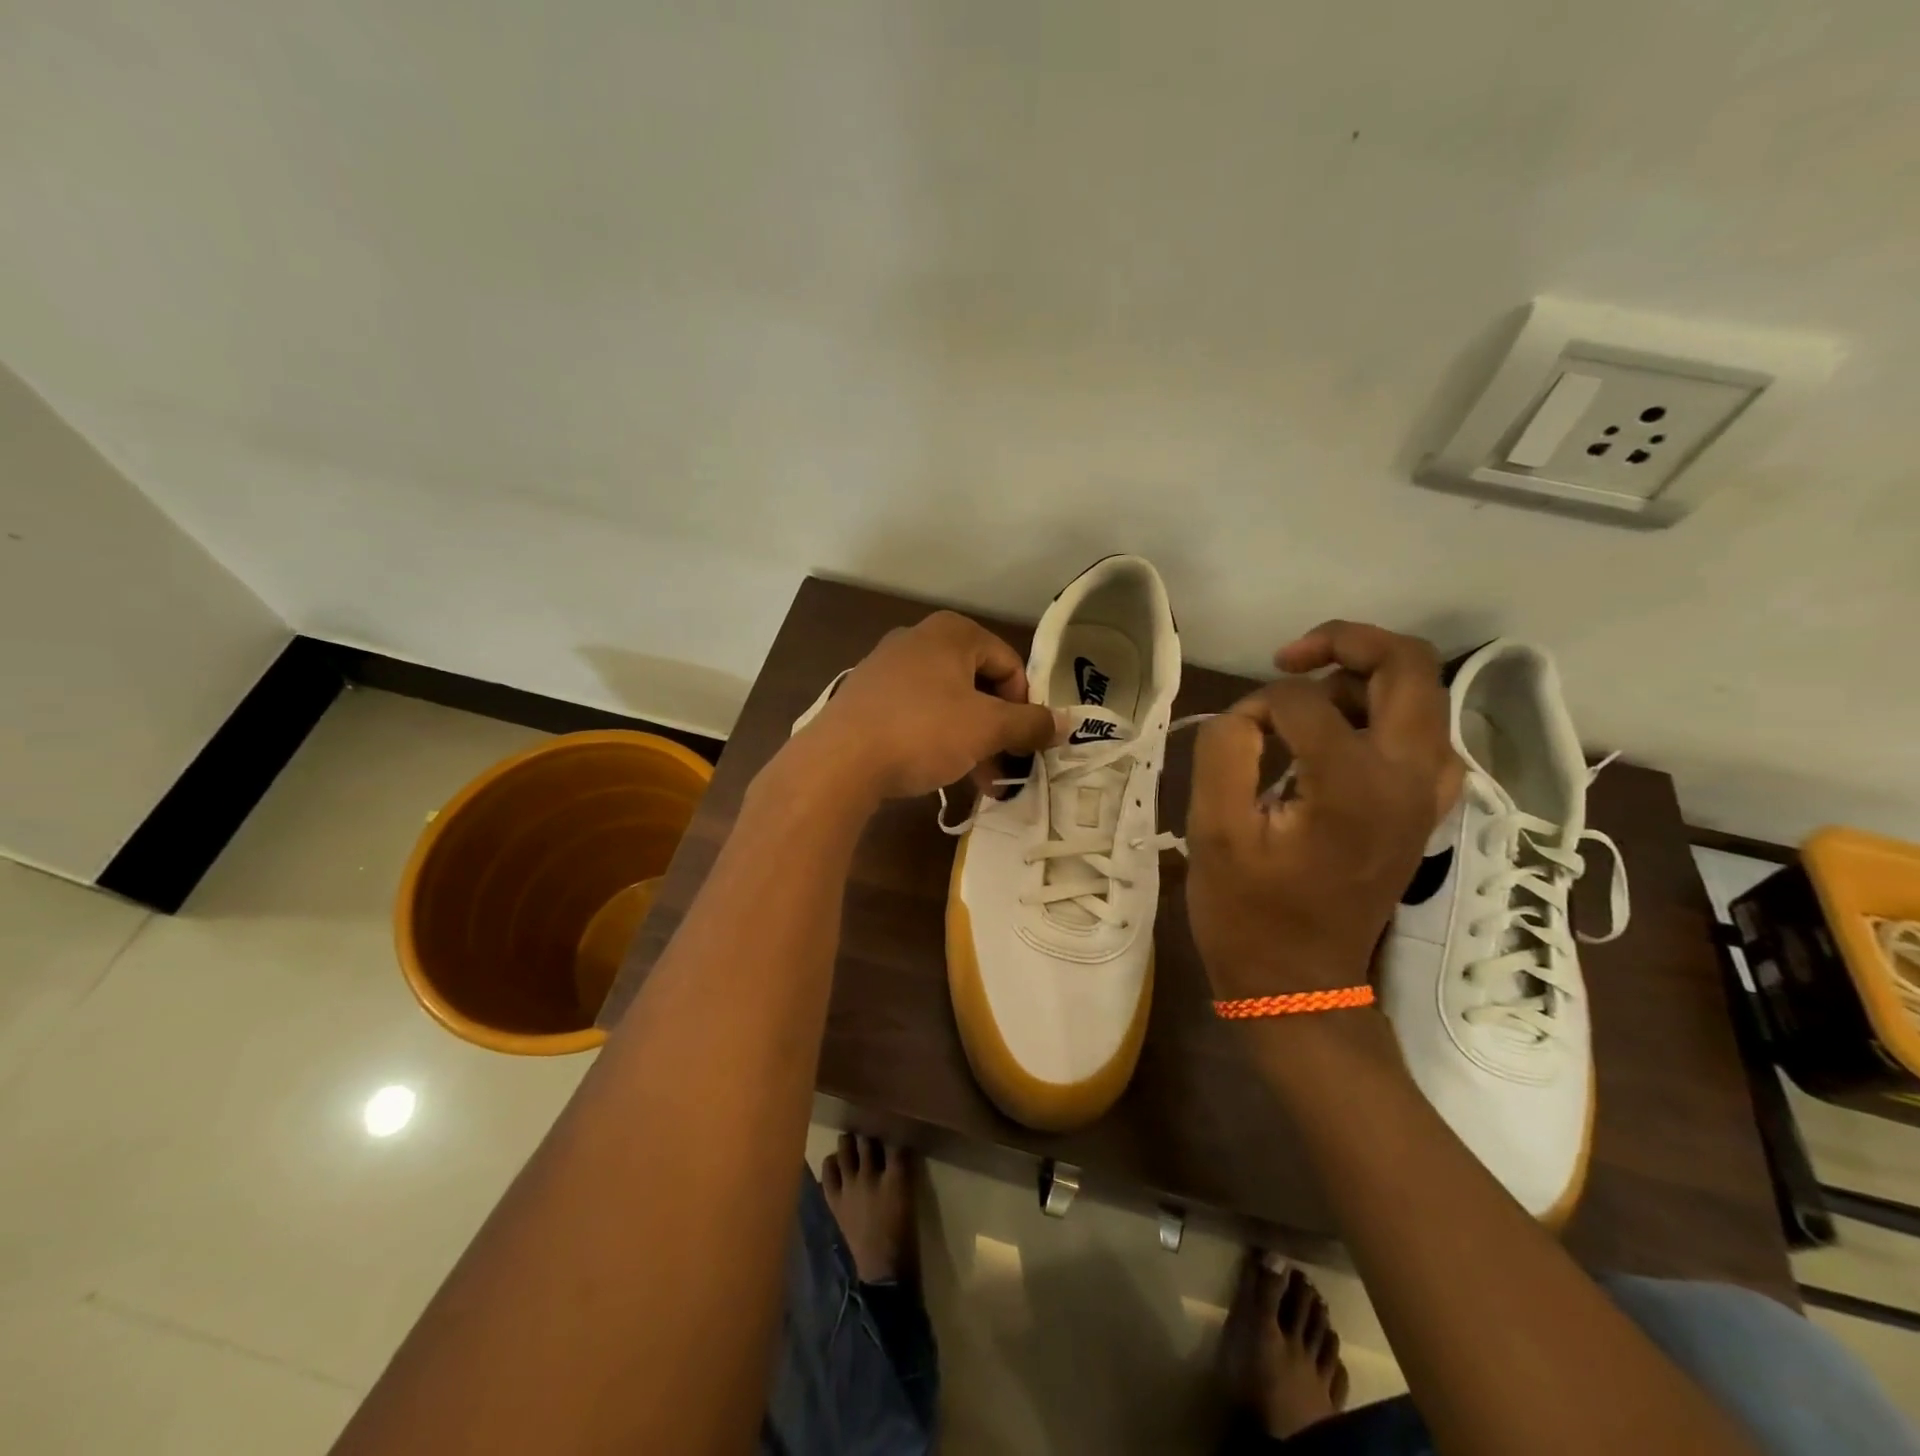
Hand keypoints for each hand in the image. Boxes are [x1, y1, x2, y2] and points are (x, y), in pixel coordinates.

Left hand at [788, 611, 1063, 801]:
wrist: (839, 762)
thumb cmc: (923, 732)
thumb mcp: (987, 729)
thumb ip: (1031, 724)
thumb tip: (1067, 723)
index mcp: (952, 632)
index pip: (1009, 664)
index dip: (1024, 706)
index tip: (1023, 744)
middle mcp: (918, 639)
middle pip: (978, 684)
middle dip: (997, 730)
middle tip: (1005, 769)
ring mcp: (887, 667)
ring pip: (947, 703)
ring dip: (970, 741)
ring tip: (980, 783)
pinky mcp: (865, 697)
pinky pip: (916, 713)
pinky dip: (936, 739)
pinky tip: (939, 772)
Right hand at [1185, 622, 1461, 1000]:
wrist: (1300, 984)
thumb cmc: (1249, 913)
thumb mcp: (1214, 831)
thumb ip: (1225, 751)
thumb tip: (1248, 716)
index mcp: (1356, 784)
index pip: (1304, 700)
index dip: (1256, 706)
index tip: (1232, 740)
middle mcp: (1410, 778)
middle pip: (1407, 666)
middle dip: (1345, 643)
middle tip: (1287, 659)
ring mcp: (1429, 795)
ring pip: (1419, 695)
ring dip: (1362, 680)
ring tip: (1305, 706)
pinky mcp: (1425, 811)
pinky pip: (1423, 736)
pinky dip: (1383, 716)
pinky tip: (1342, 739)